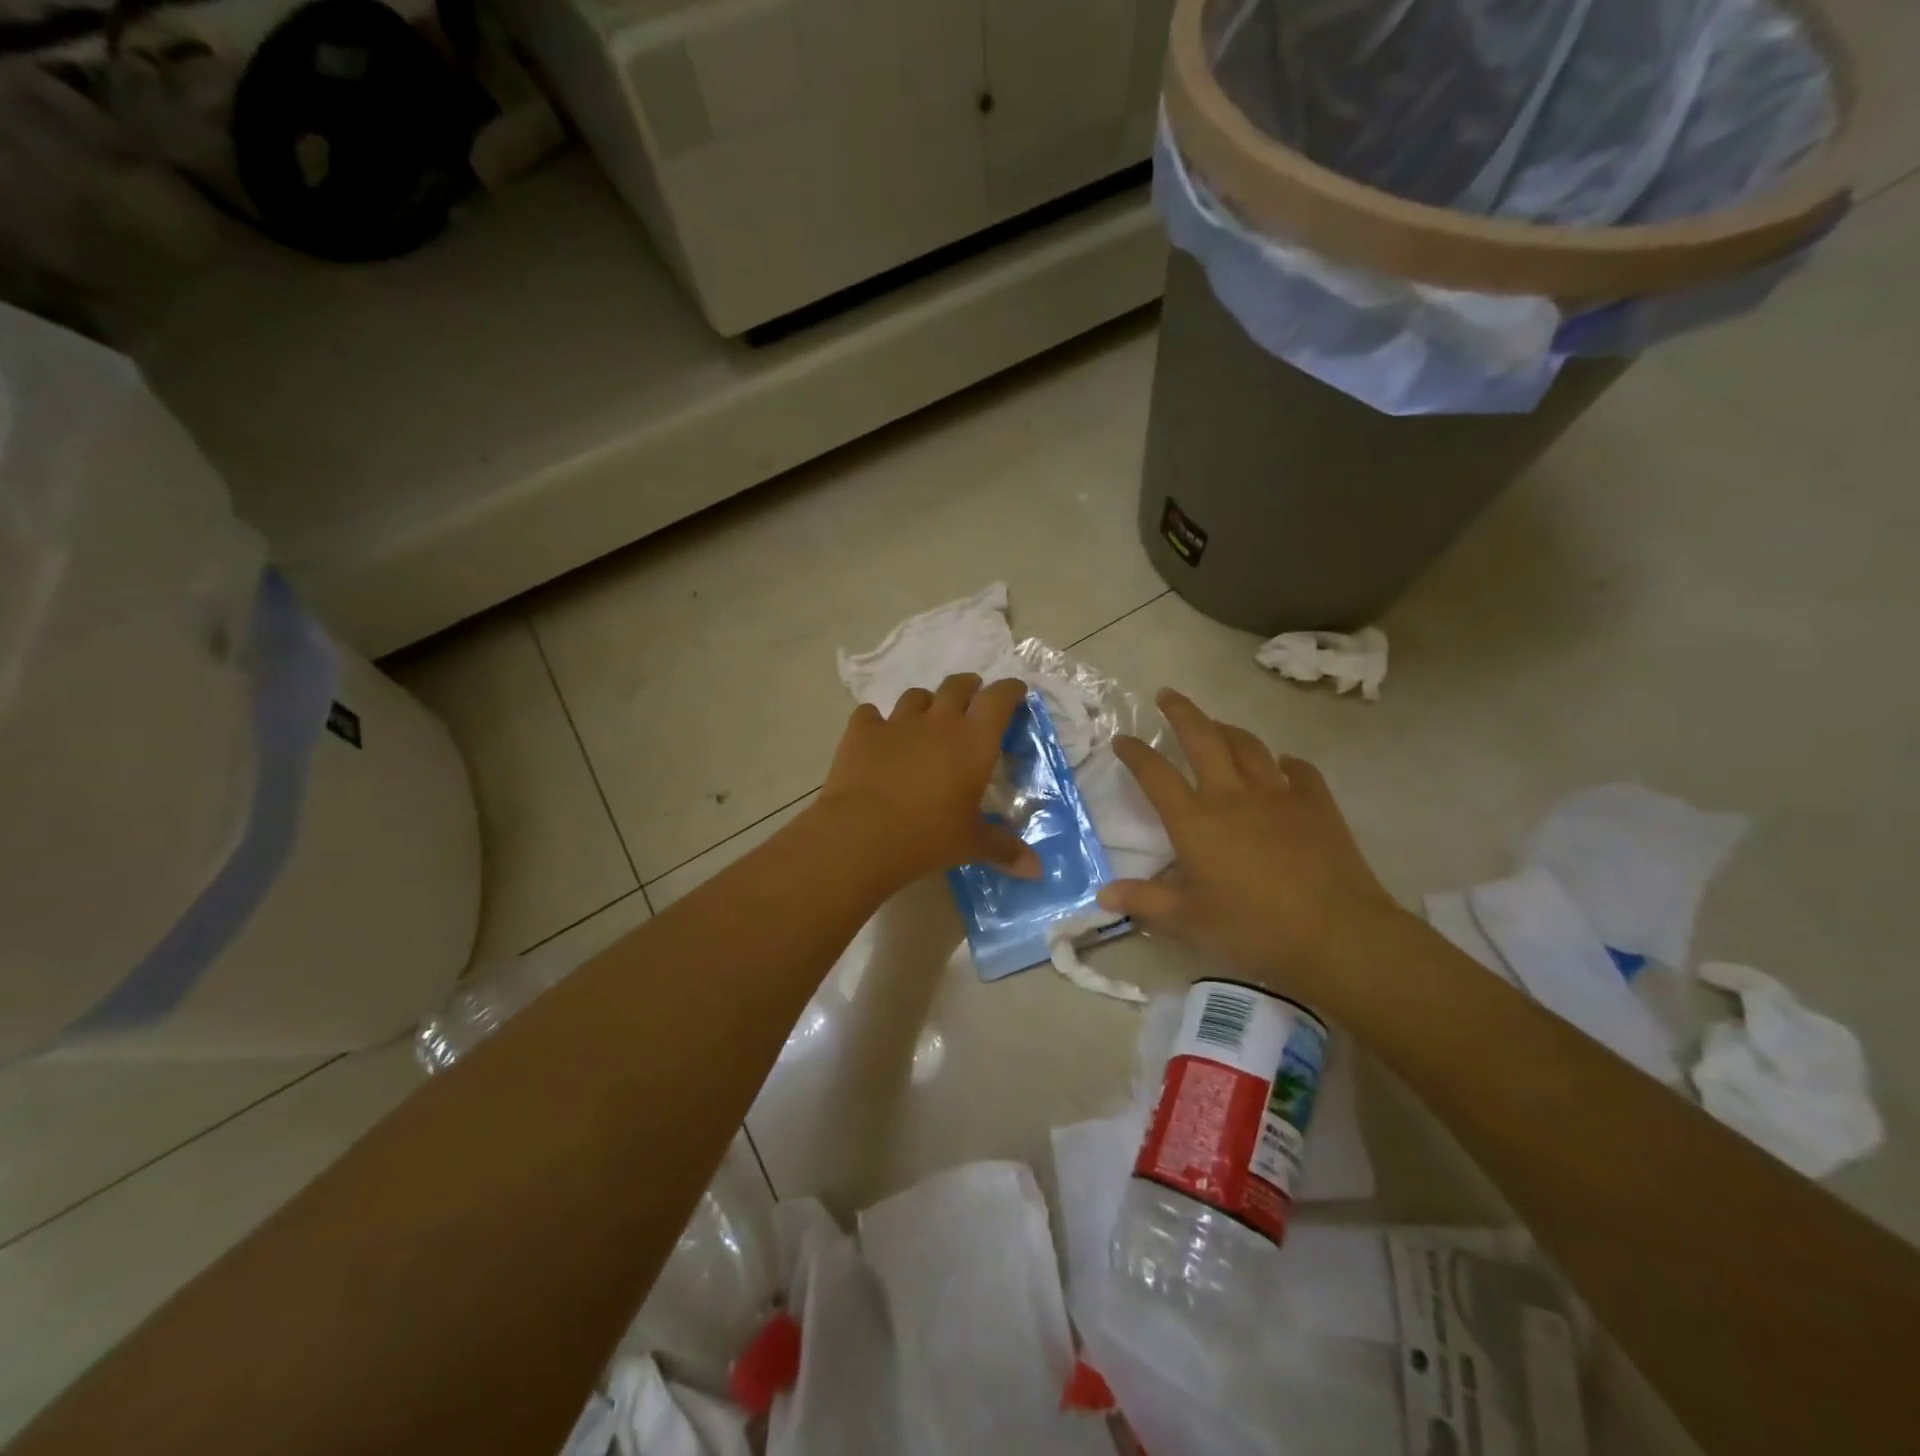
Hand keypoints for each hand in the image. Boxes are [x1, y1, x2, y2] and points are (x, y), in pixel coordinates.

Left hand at [816, 674, 1041, 887]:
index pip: (999, 699)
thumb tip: (1037, 870)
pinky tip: (877, 735)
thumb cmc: (928, 837)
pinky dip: (877, 721)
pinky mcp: (861, 732)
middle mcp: (938, 721)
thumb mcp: (970, 844)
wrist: (861, 835)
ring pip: (915, 696)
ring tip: (926, 718)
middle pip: (957, 686)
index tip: (1016, 691)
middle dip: (968, 687)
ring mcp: (897, 723)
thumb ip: (1004, 849)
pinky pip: (870, 714)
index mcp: (973, 741)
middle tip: (972, 696)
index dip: (1010, 690)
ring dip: (925, 703)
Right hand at [1098, 689, 1405, 997]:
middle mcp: (1231, 796)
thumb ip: (1145, 902)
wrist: (1336, 932)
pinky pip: (1300, 770)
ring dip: (1228, 730)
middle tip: (1167, 694)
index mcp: (1195, 821)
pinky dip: (1286, 762)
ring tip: (1217, 725)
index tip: (1122, 739)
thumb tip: (1103, 895)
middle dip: (1181, 712)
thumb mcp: (1190, 922)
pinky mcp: (1316, 804)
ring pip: (1248, 746)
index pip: (1156, 775)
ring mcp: (1278, 795)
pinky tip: (1283, 763)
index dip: (1135, 753)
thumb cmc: (1253, 927)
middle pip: (1202, 738)